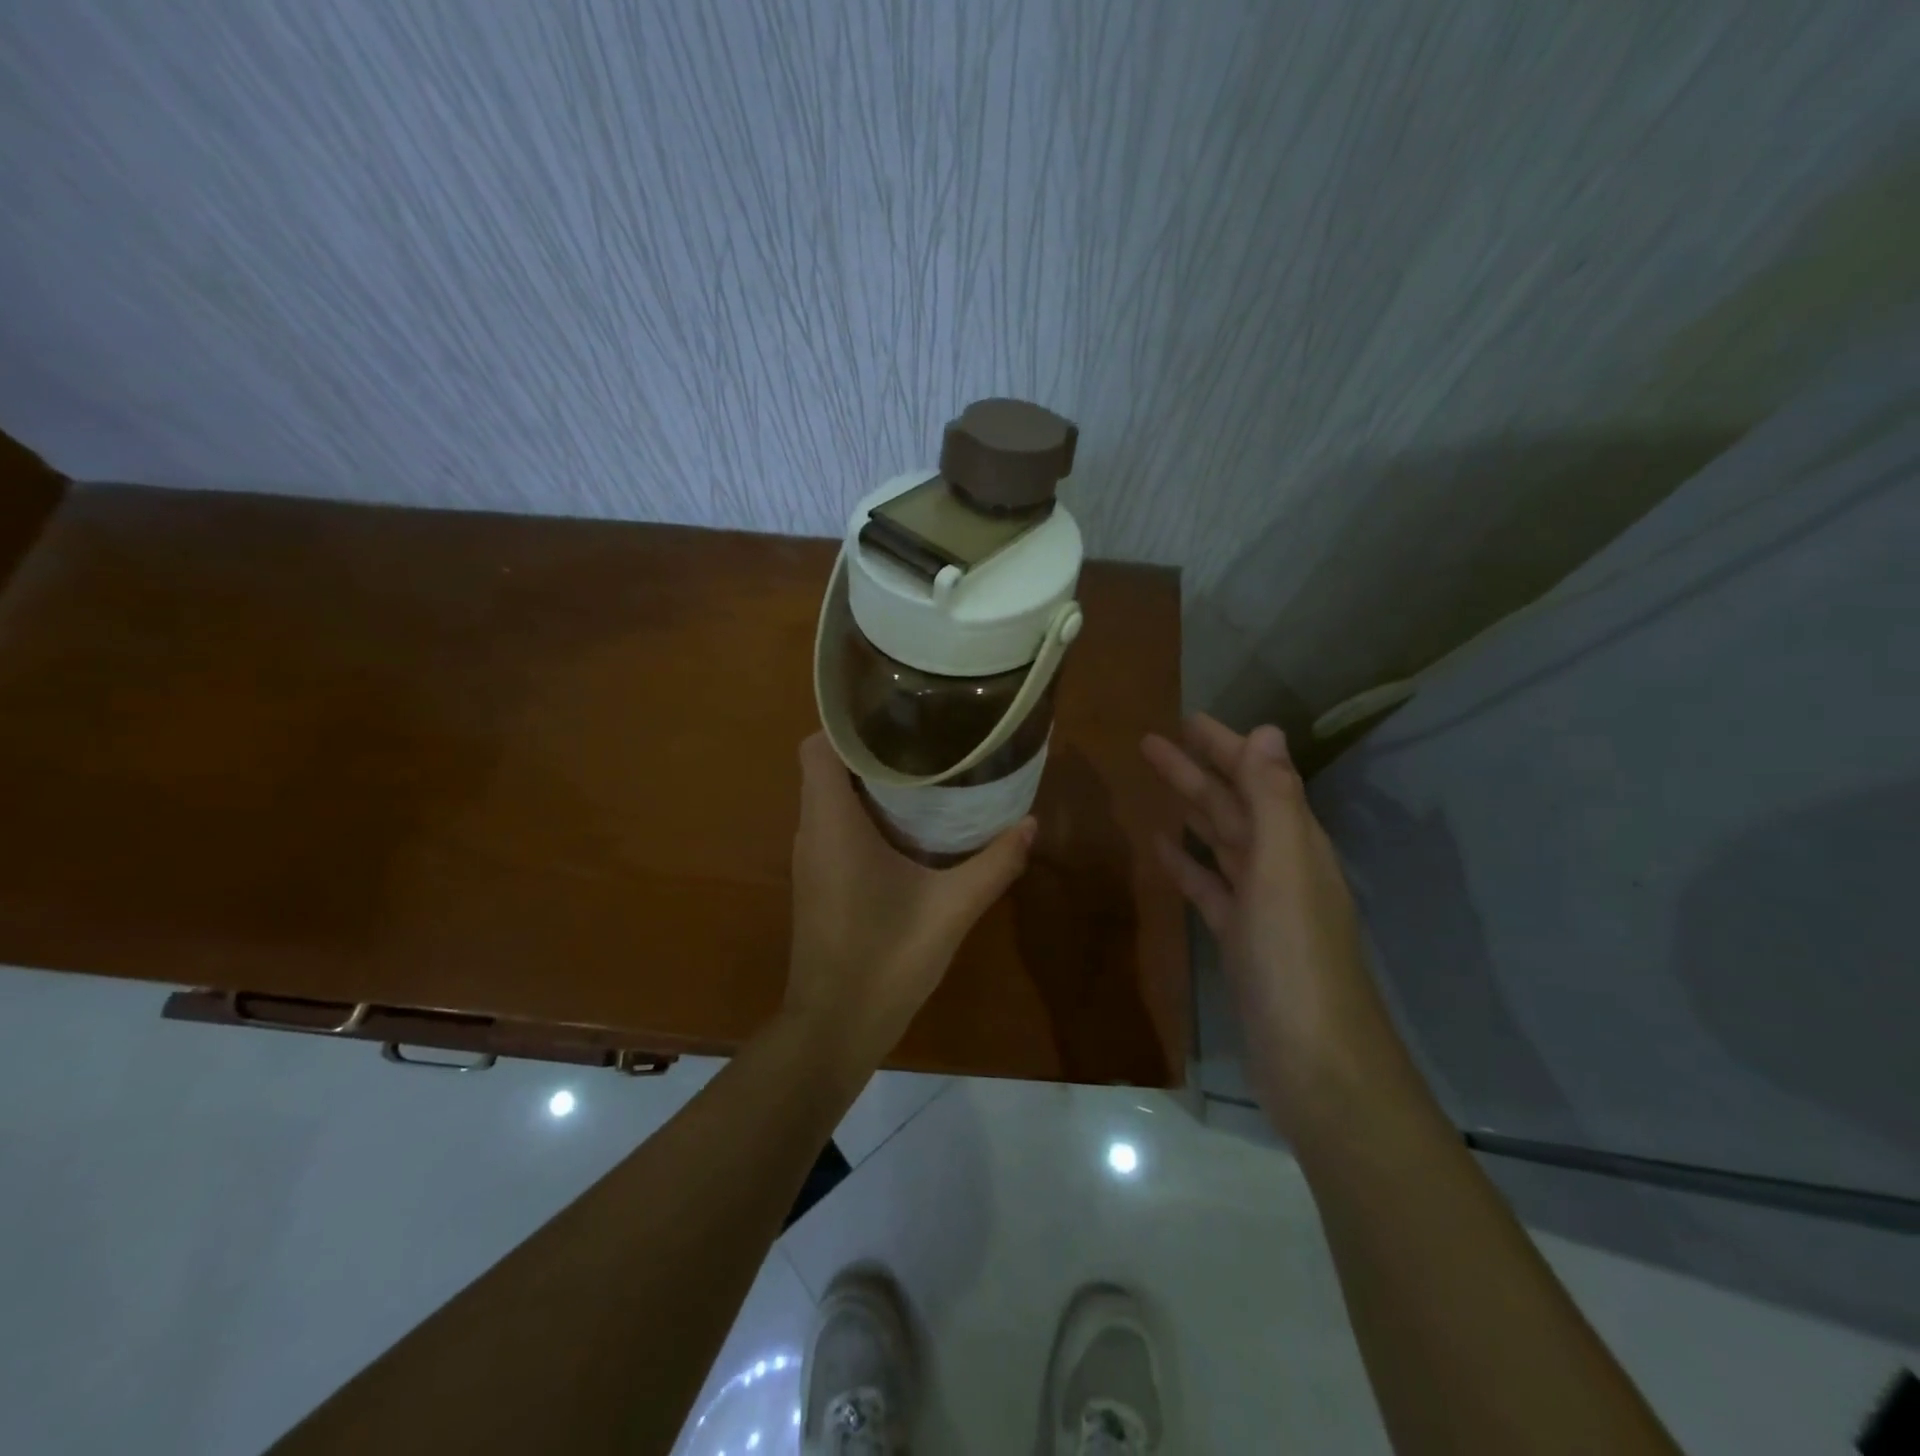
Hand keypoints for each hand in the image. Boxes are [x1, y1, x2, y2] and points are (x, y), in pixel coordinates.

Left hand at [784, 734, 1035, 1067]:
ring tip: (922, 769)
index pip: (819, 747)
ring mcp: (810, 859)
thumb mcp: (952, 908)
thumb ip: (995, 863)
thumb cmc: (886, 958)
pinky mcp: (818, 880)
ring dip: (867, 781)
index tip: (896, 714)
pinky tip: (908, 824)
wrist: (835, 1027)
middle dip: (870, 748)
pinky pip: (833, 825)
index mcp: (832, 824)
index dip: (850, 724)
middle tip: (924, 737)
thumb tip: (1031, 823)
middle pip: (826, 766)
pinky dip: (862, 811)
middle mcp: (812, 832)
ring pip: (829, 796)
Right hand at [1142, 715, 1401, 1132]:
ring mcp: (1259, 905)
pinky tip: (1160, 848)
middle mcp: (1281, 866)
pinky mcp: (1238, 938)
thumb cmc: (1294, 957)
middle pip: (1233, 805)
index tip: (1188, 719)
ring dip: (1190, 809)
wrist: (1312, 1060)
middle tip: (1151, 741)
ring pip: (1220, 842)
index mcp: (1296, 844)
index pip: (1257, 778)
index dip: (1225, 746)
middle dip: (1197, 770)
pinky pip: (1209, 886)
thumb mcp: (1284, 868)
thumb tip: (1266, 731)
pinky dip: (1186, 863)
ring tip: (1154, 783)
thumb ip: (1273, 799)